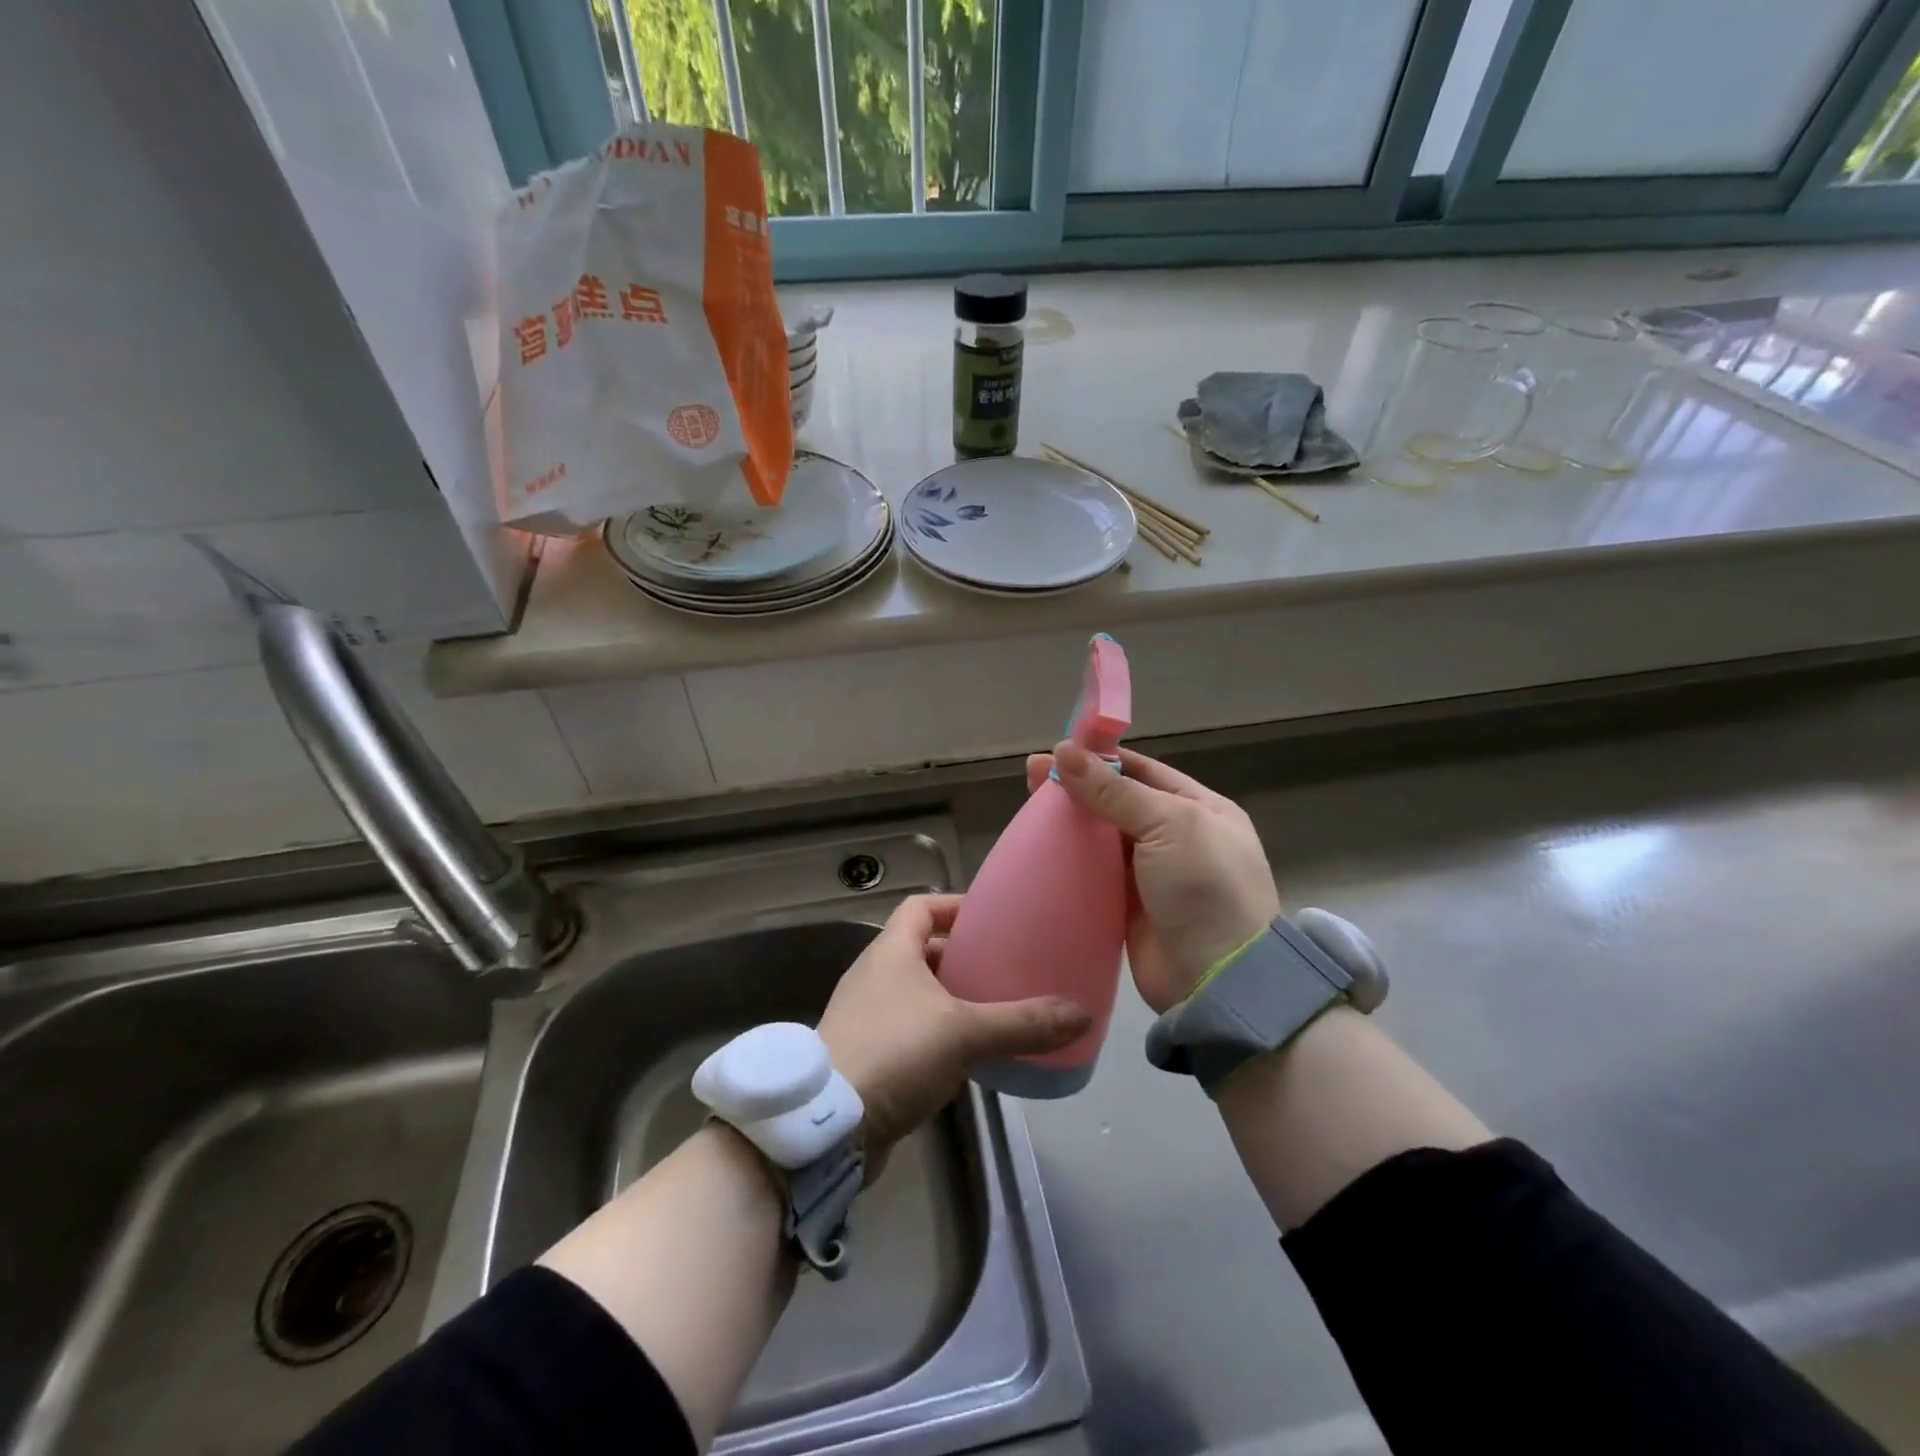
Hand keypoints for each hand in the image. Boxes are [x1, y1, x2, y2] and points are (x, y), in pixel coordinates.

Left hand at [817, 894, 1090, 1169]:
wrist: (827, 1125)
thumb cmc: (894, 1053)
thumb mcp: (964, 1032)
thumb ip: (1022, 1023)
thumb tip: (1080, 1014)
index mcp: (891, 952)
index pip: (921, 907)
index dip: (954, 906)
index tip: (991, 918)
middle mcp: (874, 976)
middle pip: (920, 950)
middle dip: (961, 957)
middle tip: (1003, 968)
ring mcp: (865, 1016)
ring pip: (916, 994)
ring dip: (951, 999)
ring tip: (994, 1011)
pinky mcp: (865, 1055)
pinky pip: (909, 1030)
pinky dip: (937, 1034)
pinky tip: (967, 1057)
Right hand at [1025, 743, 1280, 1012]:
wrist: (1218, 980)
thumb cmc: (1204, 887)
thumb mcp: (1168, 825)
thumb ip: (1114, 790)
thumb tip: (1064, 751)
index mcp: (1200, 808)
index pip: (1143, 770)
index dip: (1101, 758)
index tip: (1058, 750)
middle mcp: (1177, 836)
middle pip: (1118, 801)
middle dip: (1078, 787)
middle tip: (1031, 778)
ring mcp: (1153, 874)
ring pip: (1103, 838)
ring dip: (1071, 823)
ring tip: (1029, 810)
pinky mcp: (1129, 907)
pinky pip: (1095, 874)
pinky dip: (1071, 861)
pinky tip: (1042, 850)